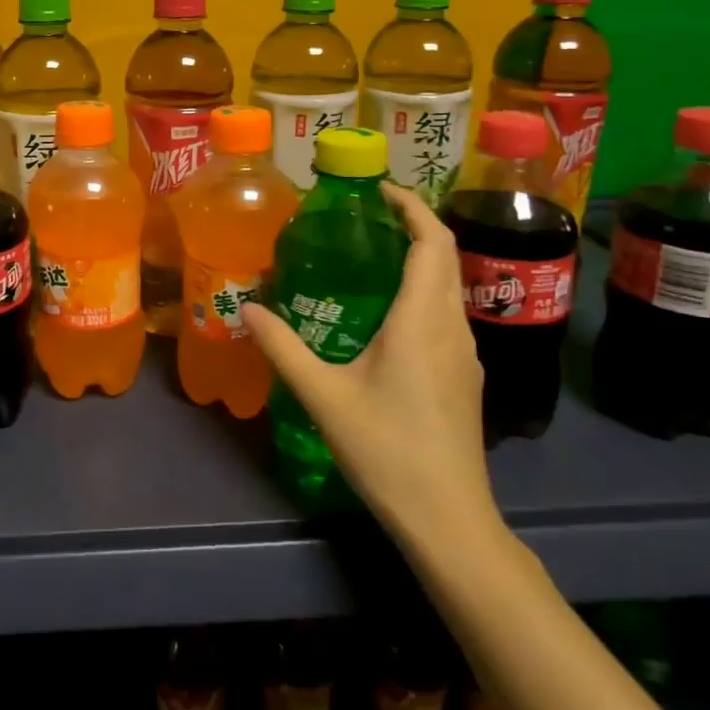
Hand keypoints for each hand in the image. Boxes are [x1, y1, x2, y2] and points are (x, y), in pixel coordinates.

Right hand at [241, 182, 495, 547]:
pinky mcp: (465, 377)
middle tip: (367, 216)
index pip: (431, 243)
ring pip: (449, 286)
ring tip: (373, 255)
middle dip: (414, 225)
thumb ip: (283, 348)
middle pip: (445, 258)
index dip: (411, 207)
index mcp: (420, 320)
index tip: (379, 190)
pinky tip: (388, 313)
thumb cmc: (386, 450)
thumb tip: (245, 308)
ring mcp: (464, 354)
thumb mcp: (323, 397)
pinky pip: (446, 313)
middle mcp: (451, 327)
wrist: (449, 519)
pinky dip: (423, 290)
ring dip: (421, 258)